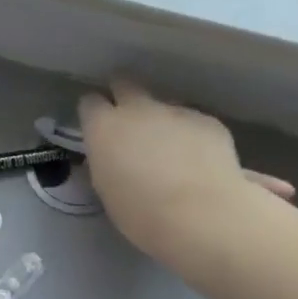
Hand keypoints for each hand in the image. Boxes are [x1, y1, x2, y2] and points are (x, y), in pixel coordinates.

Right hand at [78, 80, 293, 261]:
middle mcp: (137, 109)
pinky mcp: (207, 121)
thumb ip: (106, 161)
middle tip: (128, 121)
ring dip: (161, 120)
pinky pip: (193, 121)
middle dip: (123, 95)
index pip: (90, 103)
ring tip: (170, 150)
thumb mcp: (106, 189)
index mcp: (103, 127)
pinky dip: (191, 135)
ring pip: (163, 105)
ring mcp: (175, 111)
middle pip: (125, 85)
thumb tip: (112, 156)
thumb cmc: (140, 213)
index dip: (93, 113)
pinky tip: (198, 160)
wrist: (201, 214)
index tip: (97, 127)